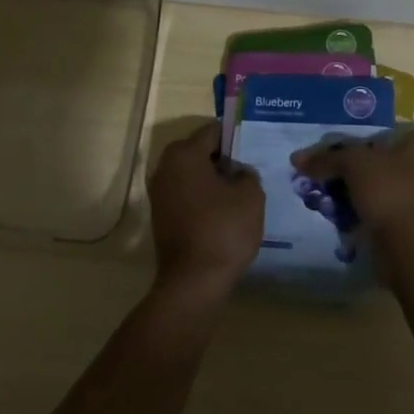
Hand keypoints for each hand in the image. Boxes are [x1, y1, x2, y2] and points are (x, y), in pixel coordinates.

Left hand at [147, 120, 264, 298]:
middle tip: (250, 169)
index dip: (234, 136)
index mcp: (184, 154)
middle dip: (224, 159)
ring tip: (241, 192)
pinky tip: (225, 211)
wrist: (193, 282)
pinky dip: (204, 198)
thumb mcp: (250, 195)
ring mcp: (159, 193)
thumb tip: (237, 172)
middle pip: (200, 152)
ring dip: (213, 180)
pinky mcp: (161, 216)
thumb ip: (247, 173)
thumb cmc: (223, 229)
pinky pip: (187, 195)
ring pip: (193, 175)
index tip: (253, 146)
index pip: (213, 131)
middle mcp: (165, 167)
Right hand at [291, 126, 413, 253]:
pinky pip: (389, 215)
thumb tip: (298, 158)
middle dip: (384, 165)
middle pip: (409, 163)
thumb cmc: (391, 190)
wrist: (409, 248)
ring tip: (340, 192)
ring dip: (373, 192)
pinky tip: (344, 217)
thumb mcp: (353, 165)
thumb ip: (328, 159)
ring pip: (397, 191)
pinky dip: (370, 215)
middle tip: (353, 165)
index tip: (403, 139)